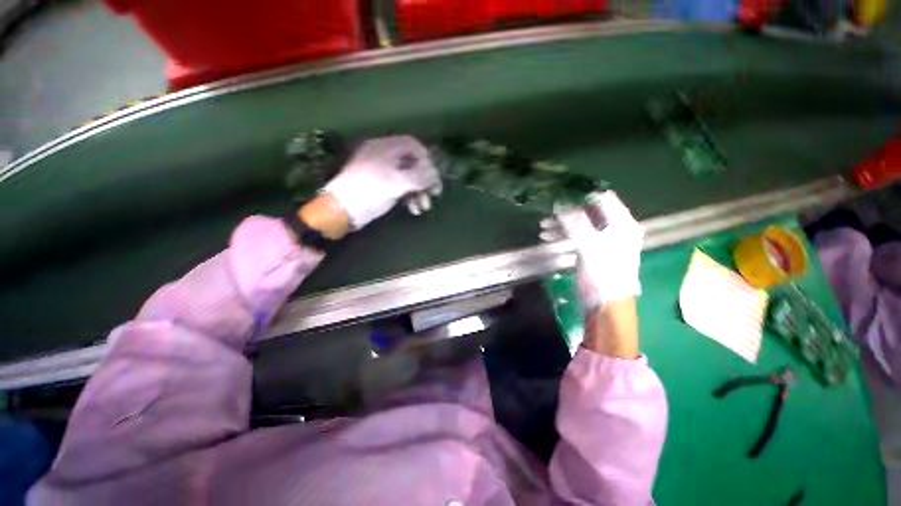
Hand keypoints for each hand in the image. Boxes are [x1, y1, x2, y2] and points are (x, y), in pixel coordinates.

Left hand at [323, 136, 442, 228]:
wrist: (342, 210)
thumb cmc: (369, 191)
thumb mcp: (397, 183)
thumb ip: (420, 177)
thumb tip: (435, 175)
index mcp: (385, 147)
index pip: (413, 145)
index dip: (427, 159)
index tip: (434, 176)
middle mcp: (383, 155)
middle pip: (412, 162)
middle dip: (425, 180)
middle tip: (435, 193)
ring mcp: (381, 171)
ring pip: (407, 177)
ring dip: (418, 191)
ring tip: (424, 207)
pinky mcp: (379, 185)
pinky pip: (399, 186)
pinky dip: (408, 196)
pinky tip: (413, 209)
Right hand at [540, 191, 643, 309]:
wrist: (606, 303)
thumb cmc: (603, 273)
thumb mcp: (589, 246)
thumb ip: (575, 223)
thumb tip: (560, 203)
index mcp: (622, 223)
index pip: (604, 199)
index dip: (582, 195)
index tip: (561, 195)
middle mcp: (614, 228)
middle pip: (589, 212)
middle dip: (567, 211)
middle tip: (548, 213)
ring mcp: (602, 240)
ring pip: (580, 224)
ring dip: (562, 224)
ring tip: (543, 228)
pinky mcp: (592, 250)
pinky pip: (576, 236)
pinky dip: (563, 234)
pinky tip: (548, 237)